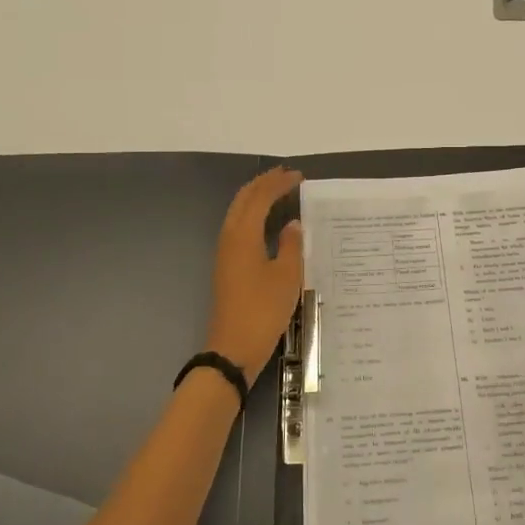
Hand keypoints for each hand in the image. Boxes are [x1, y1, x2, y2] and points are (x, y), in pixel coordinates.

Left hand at [204, 167, 304, 380]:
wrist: (233, 348)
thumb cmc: (263, 310)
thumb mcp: (287, 276)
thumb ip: (291, 245)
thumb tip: (293, 224)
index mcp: (243, 235)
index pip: (260, 197)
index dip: (278, 183)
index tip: (299, 176)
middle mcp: (229, 238)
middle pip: (243, 200)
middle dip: (263, 184)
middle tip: (286, 175)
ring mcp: (225, 253)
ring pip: (238, 213)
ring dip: (256, 198)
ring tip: (278, 192)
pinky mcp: (227, 267)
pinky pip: (239, 227)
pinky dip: (253, 215)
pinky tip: (268, 222)